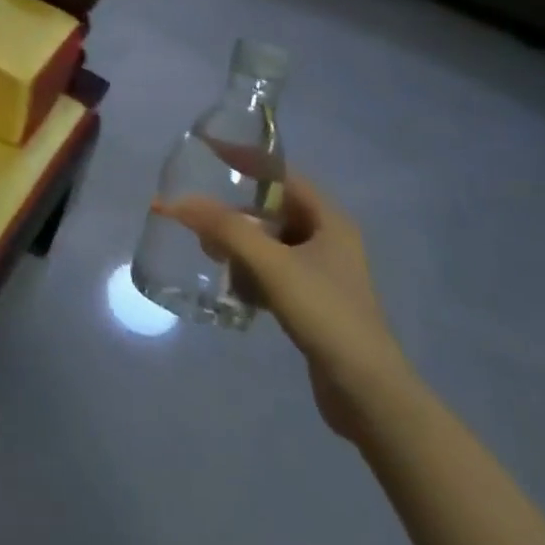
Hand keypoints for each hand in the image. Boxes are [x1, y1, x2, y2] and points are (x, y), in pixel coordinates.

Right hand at [155, 173, 410, 441]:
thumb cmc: (326, 314)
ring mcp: (323, 274)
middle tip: (200, 216)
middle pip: (273, 210)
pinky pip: (274, 274)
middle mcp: (329, 240)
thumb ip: (225, 229)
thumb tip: (177, 202)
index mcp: (329, 219)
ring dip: (240, 246)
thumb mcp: (272, 265)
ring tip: (210, 254)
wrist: (368, 393)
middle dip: (236, 213)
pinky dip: (251, 274)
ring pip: (271, 244)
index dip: (246, 160)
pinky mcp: (314, 303)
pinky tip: (233, 289)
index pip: (281, 174)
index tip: (209, 151)